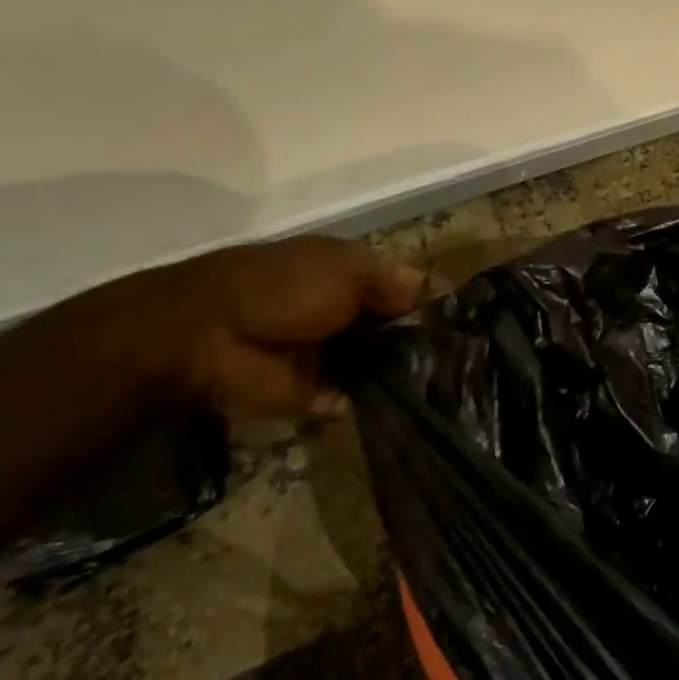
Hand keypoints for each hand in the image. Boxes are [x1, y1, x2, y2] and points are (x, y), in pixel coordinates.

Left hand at [74, 236, 433, 417]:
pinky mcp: (318, 393)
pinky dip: (381, 403)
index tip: (470, 330)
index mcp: (354, 276)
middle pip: (399, 330)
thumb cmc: (285, 288)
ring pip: (384, 366)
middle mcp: (348, 313)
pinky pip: (359, 398)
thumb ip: (398, 285)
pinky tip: (419, 409)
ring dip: (409, 376)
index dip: (437, 306)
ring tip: (453, 391)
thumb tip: (443, 296)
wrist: (208, 337)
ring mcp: (334, 354)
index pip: (408, 291)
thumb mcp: (350, 270)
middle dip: (428, 345)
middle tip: (467, 366)